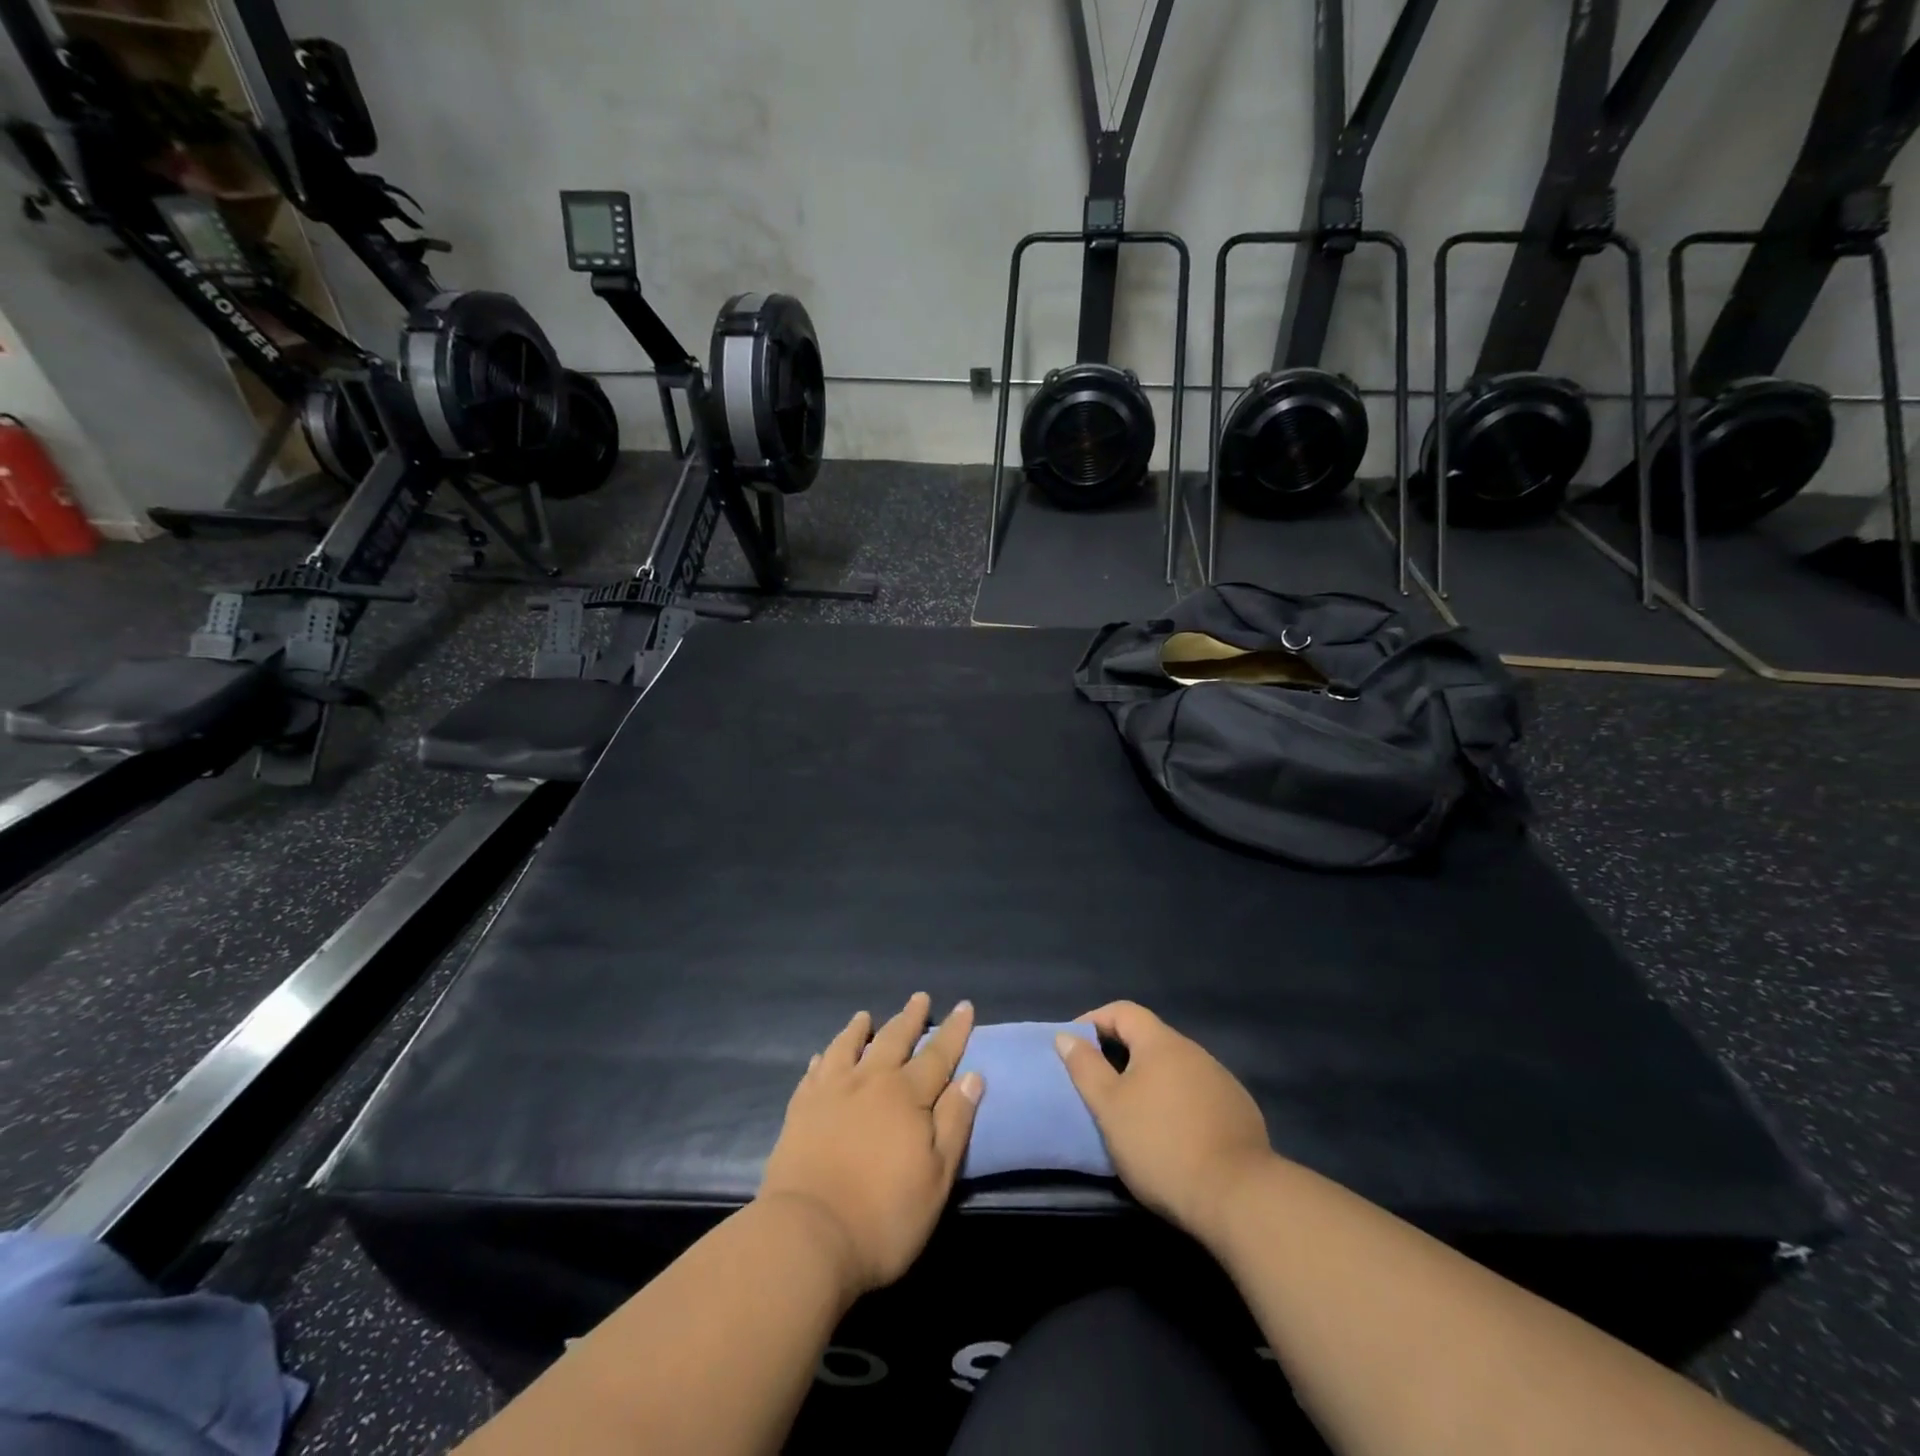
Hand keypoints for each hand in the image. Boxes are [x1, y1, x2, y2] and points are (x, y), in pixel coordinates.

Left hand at [759, 993, 983, 1298]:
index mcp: (906, 1095)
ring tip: (865, 1015)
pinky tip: (822, 1056)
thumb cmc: (883, 1216)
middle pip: (894, 1039)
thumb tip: (972, 1076)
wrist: (807, 1235)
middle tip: (919, 997)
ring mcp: (830, 1092)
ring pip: (848, 1047)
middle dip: (910, 1017)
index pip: (937, 1054)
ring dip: (860, 1029)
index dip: (953, 1031)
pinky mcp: (800, 1110)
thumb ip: (954, 1122)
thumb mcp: (936, 1177)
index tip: (964, 1005)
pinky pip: (814, 1073)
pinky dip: (823, 1058)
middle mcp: (869, 1081)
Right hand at [1055, 1001, 1272, 1246]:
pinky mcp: (1239, 1111)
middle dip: (1121, 1054)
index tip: (1074, 1043)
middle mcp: (1195, 1052)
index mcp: (1162, 1043)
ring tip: (1134, 1112)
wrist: (1237, 1196)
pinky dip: (1177, 1102)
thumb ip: (1086, 1068)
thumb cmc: (1160, 1144)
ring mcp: (1222, 1081)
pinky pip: (1198, 1094)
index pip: (1123, 1011)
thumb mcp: (1109, 1107)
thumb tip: (1067, 1036)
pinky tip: (1173, 1133)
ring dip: (1151, 1080)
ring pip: (1176, 1069)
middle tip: (1099, 1083)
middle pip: (1150, 1039)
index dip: (1094, 1020)